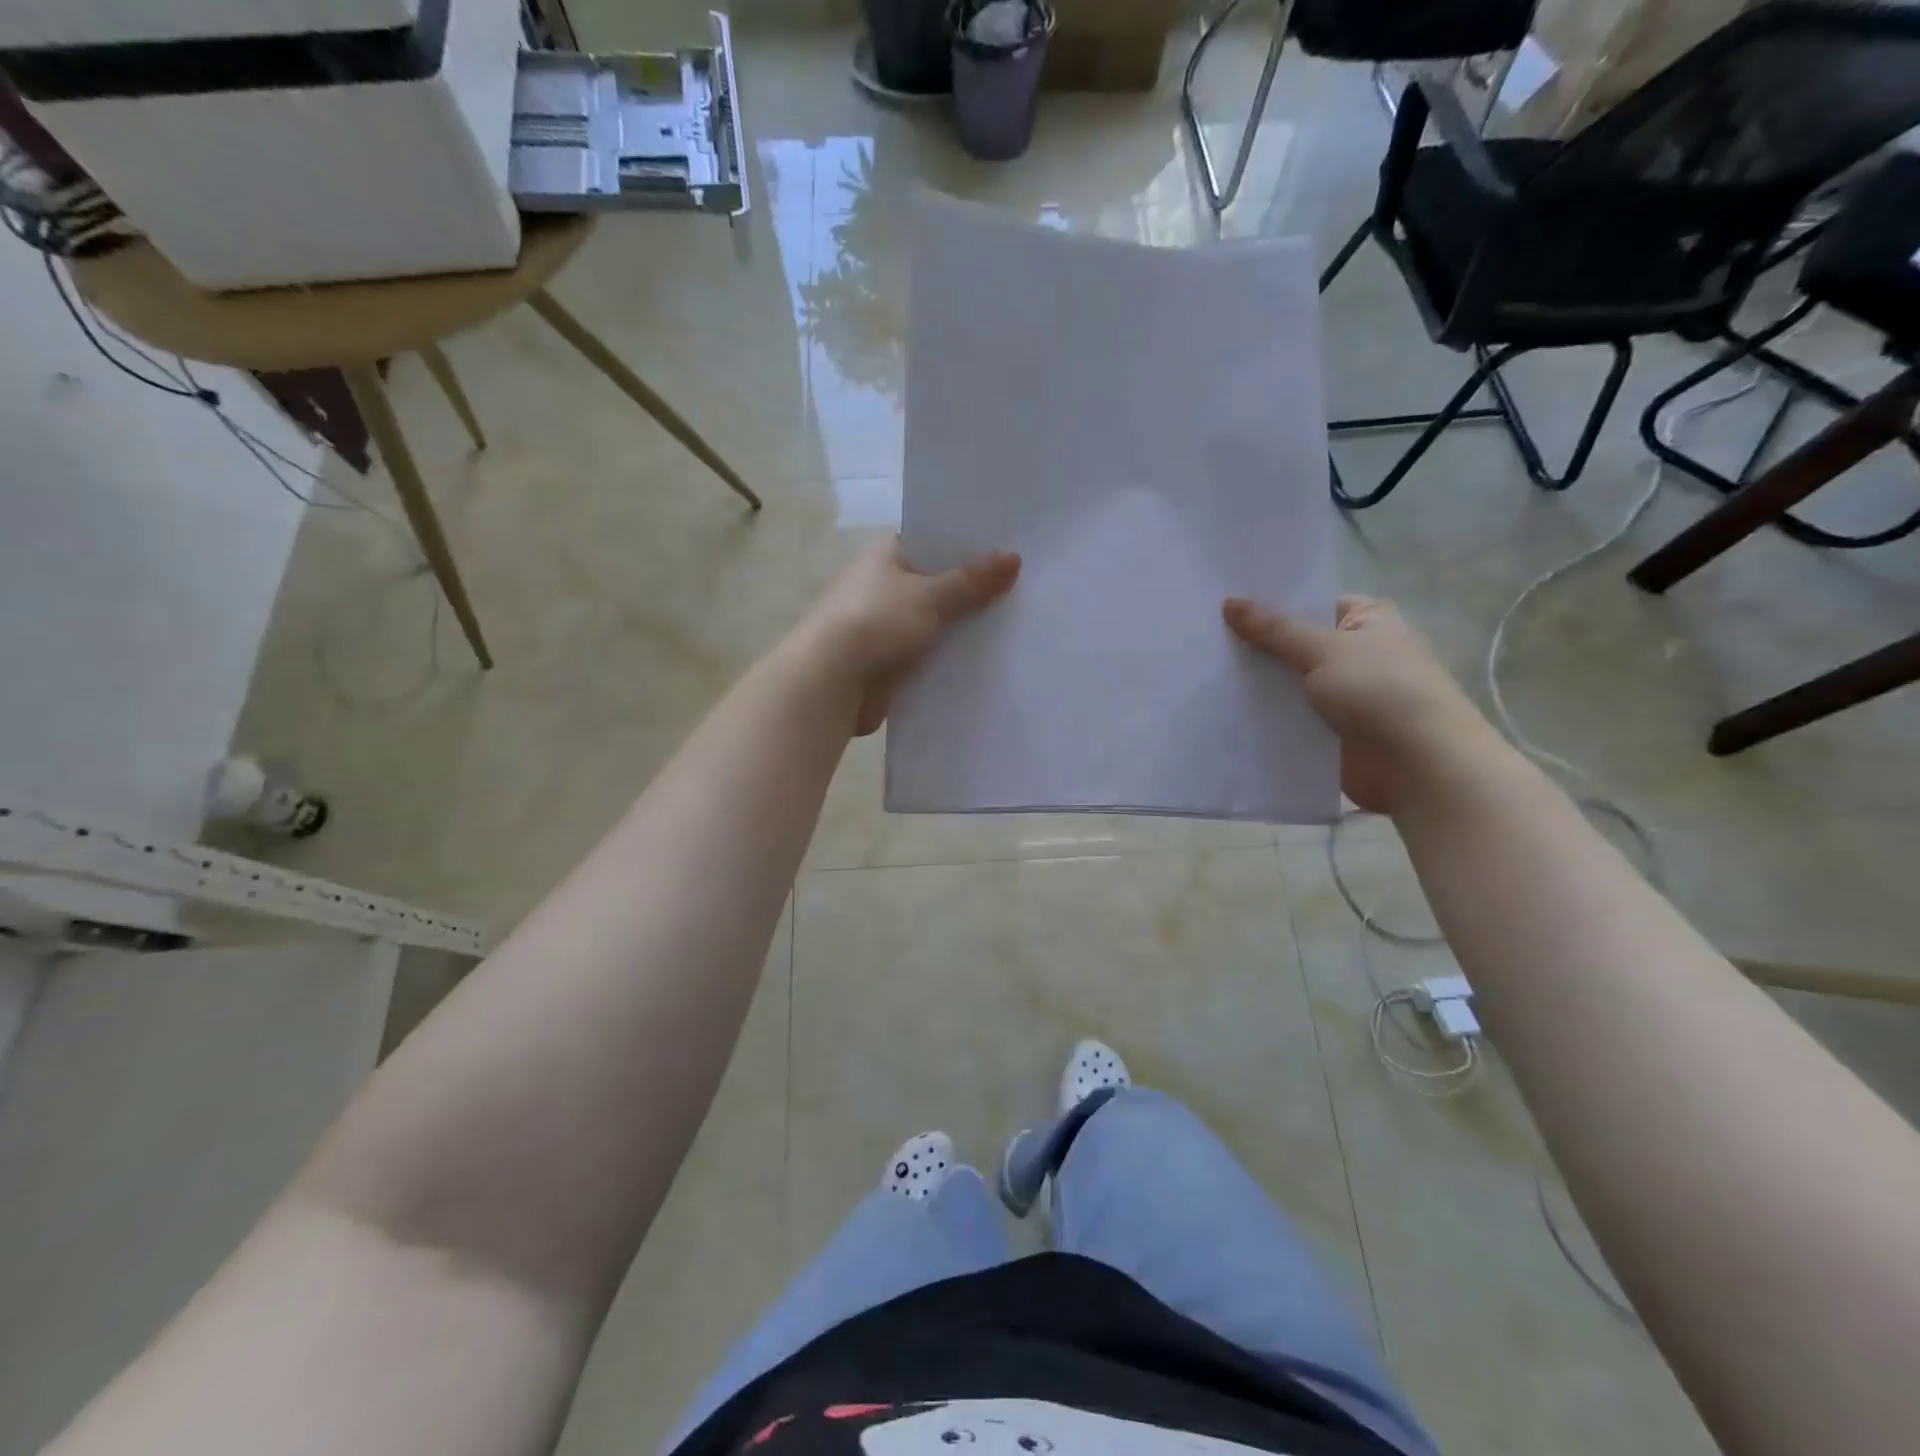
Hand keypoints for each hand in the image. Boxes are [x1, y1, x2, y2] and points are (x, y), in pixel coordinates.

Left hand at [802, 536, 1020, 734]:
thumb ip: (972, 580)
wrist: (830, 682)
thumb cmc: (876, 622)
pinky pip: (927, 654)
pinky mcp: (887, 661)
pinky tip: (987, 660)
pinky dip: (948, 658)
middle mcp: (881, 585)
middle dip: (971, 590)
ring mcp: (883, 625)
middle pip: (936, 584)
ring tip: (1015, 625)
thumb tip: (1013, 557)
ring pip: (933, 622)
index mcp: (884, 555)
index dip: (967, 546)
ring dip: (961, 628)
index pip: (931, 541)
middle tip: (1022, 589)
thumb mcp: (930, 596)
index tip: (1007, 550)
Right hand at [1223, 594, 1501, 814]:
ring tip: (1199, 673)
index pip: (1307, 604)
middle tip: (1200, 640)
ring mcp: (1340, 695)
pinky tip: (1221, 710)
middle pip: (1291, 644)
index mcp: (1365, 620)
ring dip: (1254, 684)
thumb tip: (1229, 602)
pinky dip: (1262, 716)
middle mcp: (1354, 653)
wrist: (1417, 765)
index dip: (1267, 606)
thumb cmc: (1380, 691)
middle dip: (1253, 647)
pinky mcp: (1327, 731)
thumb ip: (1274, 629)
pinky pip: (1287, 717)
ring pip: (1285, 683)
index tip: (1219, 607)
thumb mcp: (1324, 649)